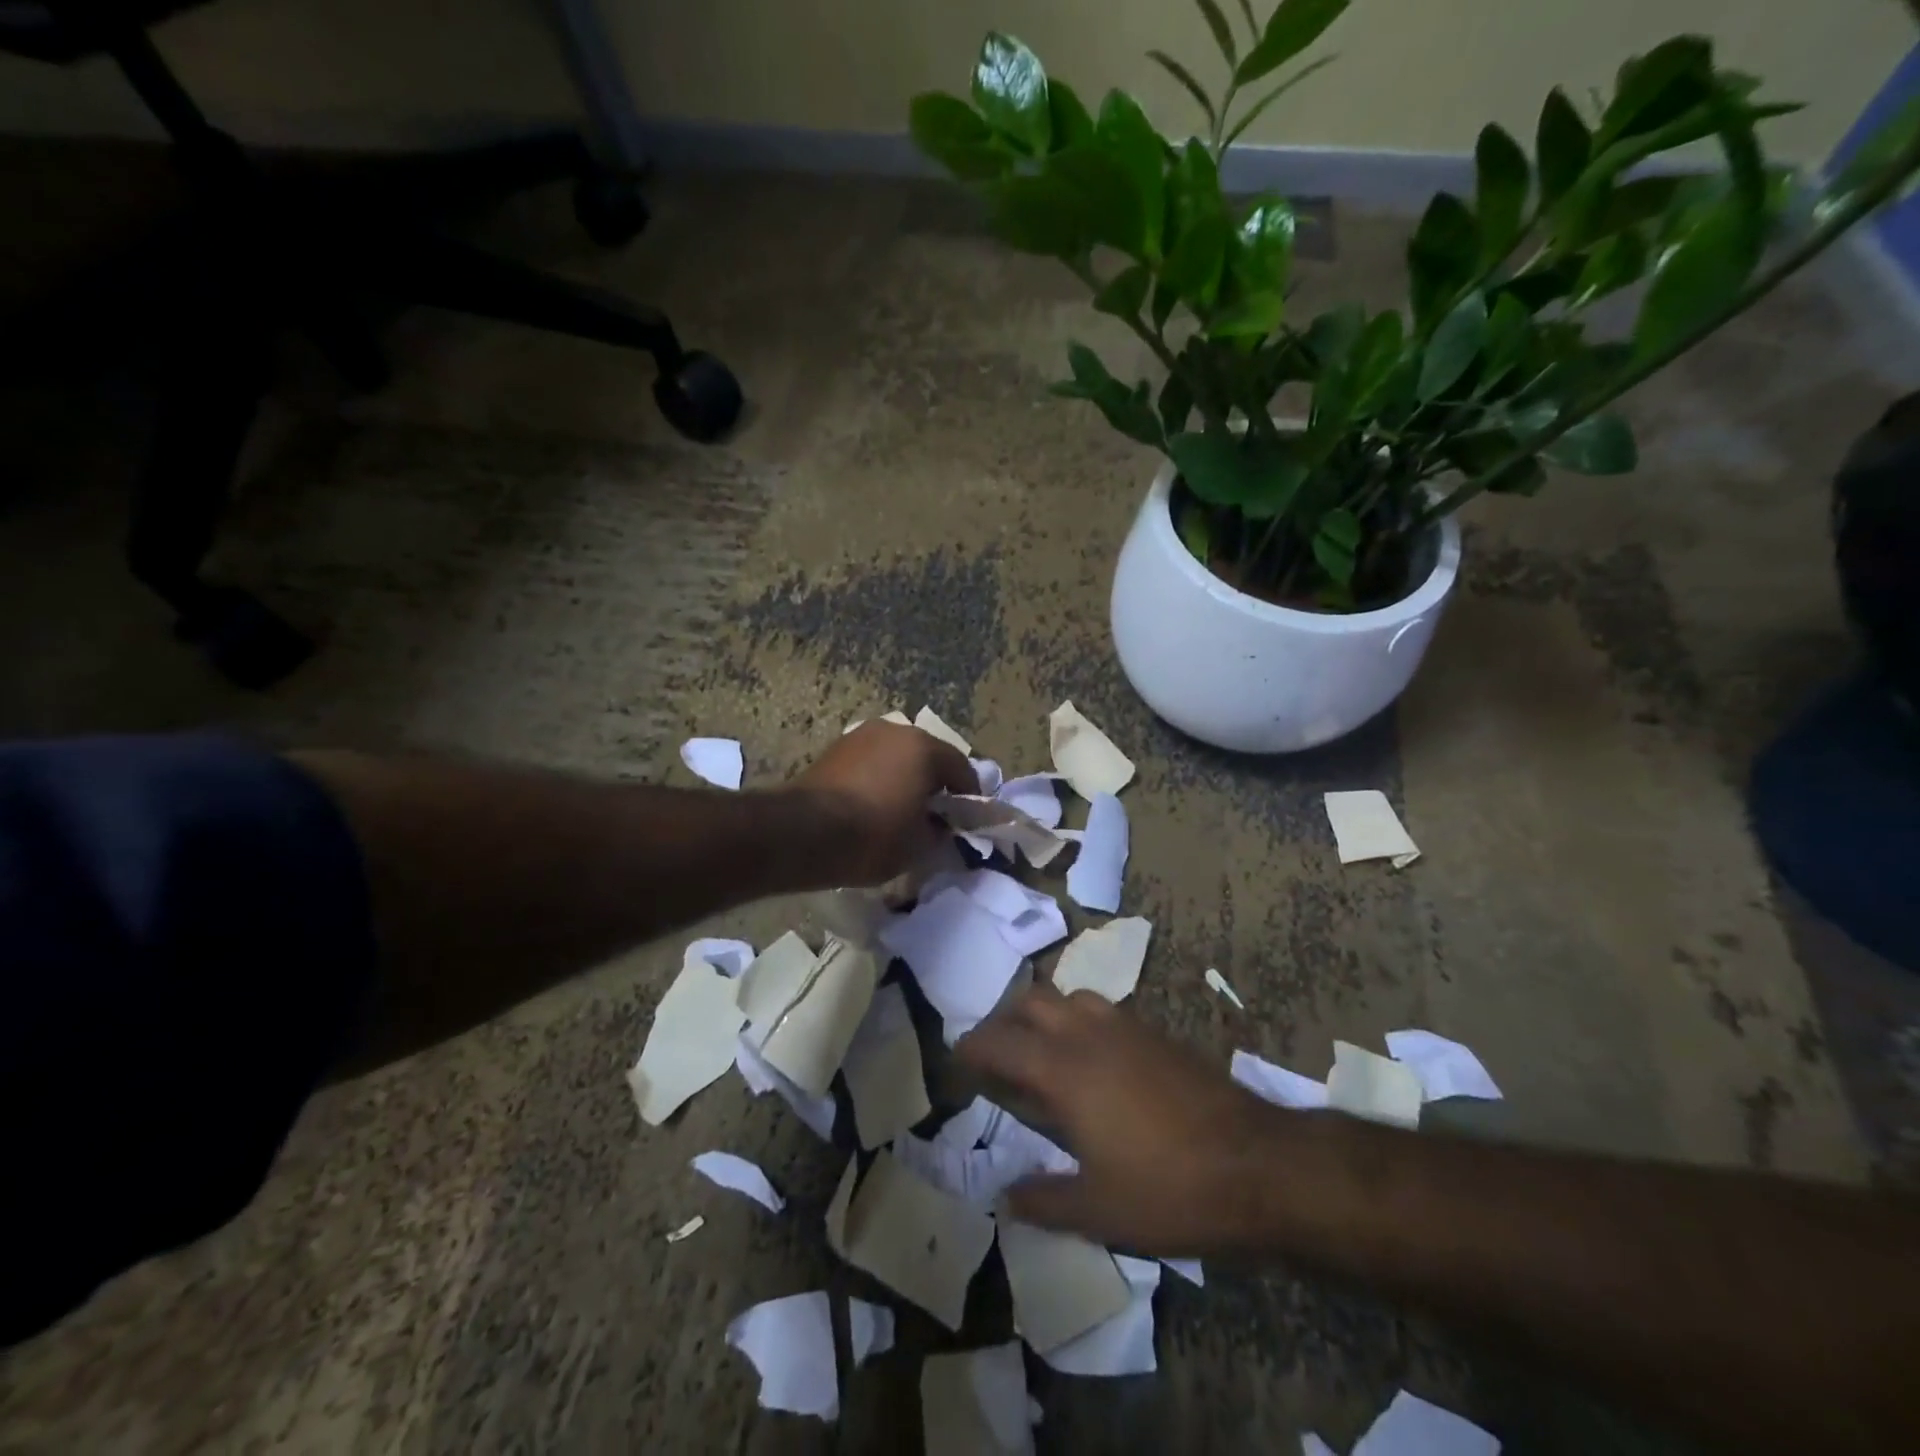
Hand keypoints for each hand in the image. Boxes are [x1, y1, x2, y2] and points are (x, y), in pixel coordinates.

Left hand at [785, 721, 977, 885]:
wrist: (802, 833)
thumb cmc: (873, 836)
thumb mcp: (920, 846)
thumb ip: (941, 832)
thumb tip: (942, 827)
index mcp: (924, 747)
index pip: (961, 770)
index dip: (968, 798)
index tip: (966, 824)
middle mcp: (895, 730)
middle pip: (928, 757)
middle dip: (934, 785)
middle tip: (934, 817)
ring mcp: (861, 736)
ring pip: (896, 758)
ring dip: (904, 779)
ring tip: (900, 812)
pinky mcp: (835, 749)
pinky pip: (871, 763)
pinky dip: (878, 780)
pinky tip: (872, 807)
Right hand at [956, 985, 1291, 1253]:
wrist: (1258, 1165)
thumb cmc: (1170, 1190)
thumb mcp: (1099, 1211)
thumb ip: (1044, 1200)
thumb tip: (1005, 1196)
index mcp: (1064, 1070)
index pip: (1001, 1042)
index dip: (972, 1047)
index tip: (956, 1059)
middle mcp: (1089, 1034)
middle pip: (1031, 1000)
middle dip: (1004, 1020)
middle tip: (995, 1054)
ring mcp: (1126, 1027)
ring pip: (1070, 996)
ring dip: (1045, 1013)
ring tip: (1041, 1050)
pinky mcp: (1157, 1033)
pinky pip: (1102, 1008)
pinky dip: (1080, 1020)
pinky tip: (1093, 1059)